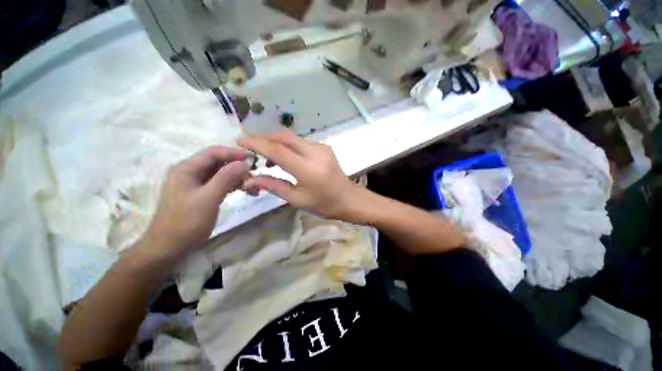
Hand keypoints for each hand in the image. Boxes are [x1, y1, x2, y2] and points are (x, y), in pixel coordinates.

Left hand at [141, 146, 248, 263]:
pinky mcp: (201, 194)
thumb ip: (226, 178)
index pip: (214, 152)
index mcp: (187, 169)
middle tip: (256, 177)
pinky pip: (220, 184)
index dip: (234, 153)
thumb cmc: (186, 222)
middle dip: (238, 168)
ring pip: (222, 174)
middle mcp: (190, 172)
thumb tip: (244, 163)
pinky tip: (246, 191)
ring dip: (238, 178)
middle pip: (219, 162)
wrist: (169, 248)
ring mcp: (195, 183)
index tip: (254, 159)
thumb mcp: (208, 198)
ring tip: (254, 187)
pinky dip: (234, 186)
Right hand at [238, 131, 365, 220]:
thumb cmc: (324, 204)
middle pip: (284, 137)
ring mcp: (321, 148)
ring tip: (267, 159)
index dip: (257, 144)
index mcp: (308, 169)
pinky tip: (285, 158)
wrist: (349, 199)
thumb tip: (250, 180)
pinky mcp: (325, 147)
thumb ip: (274, 186)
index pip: (277, 150)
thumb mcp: (297, 199)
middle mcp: (315, 153)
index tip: (240, 141)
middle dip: (265, 139)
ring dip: (277, 143)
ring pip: (293, 138)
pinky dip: (289, 147)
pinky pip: (301, 143)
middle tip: (251, 148)